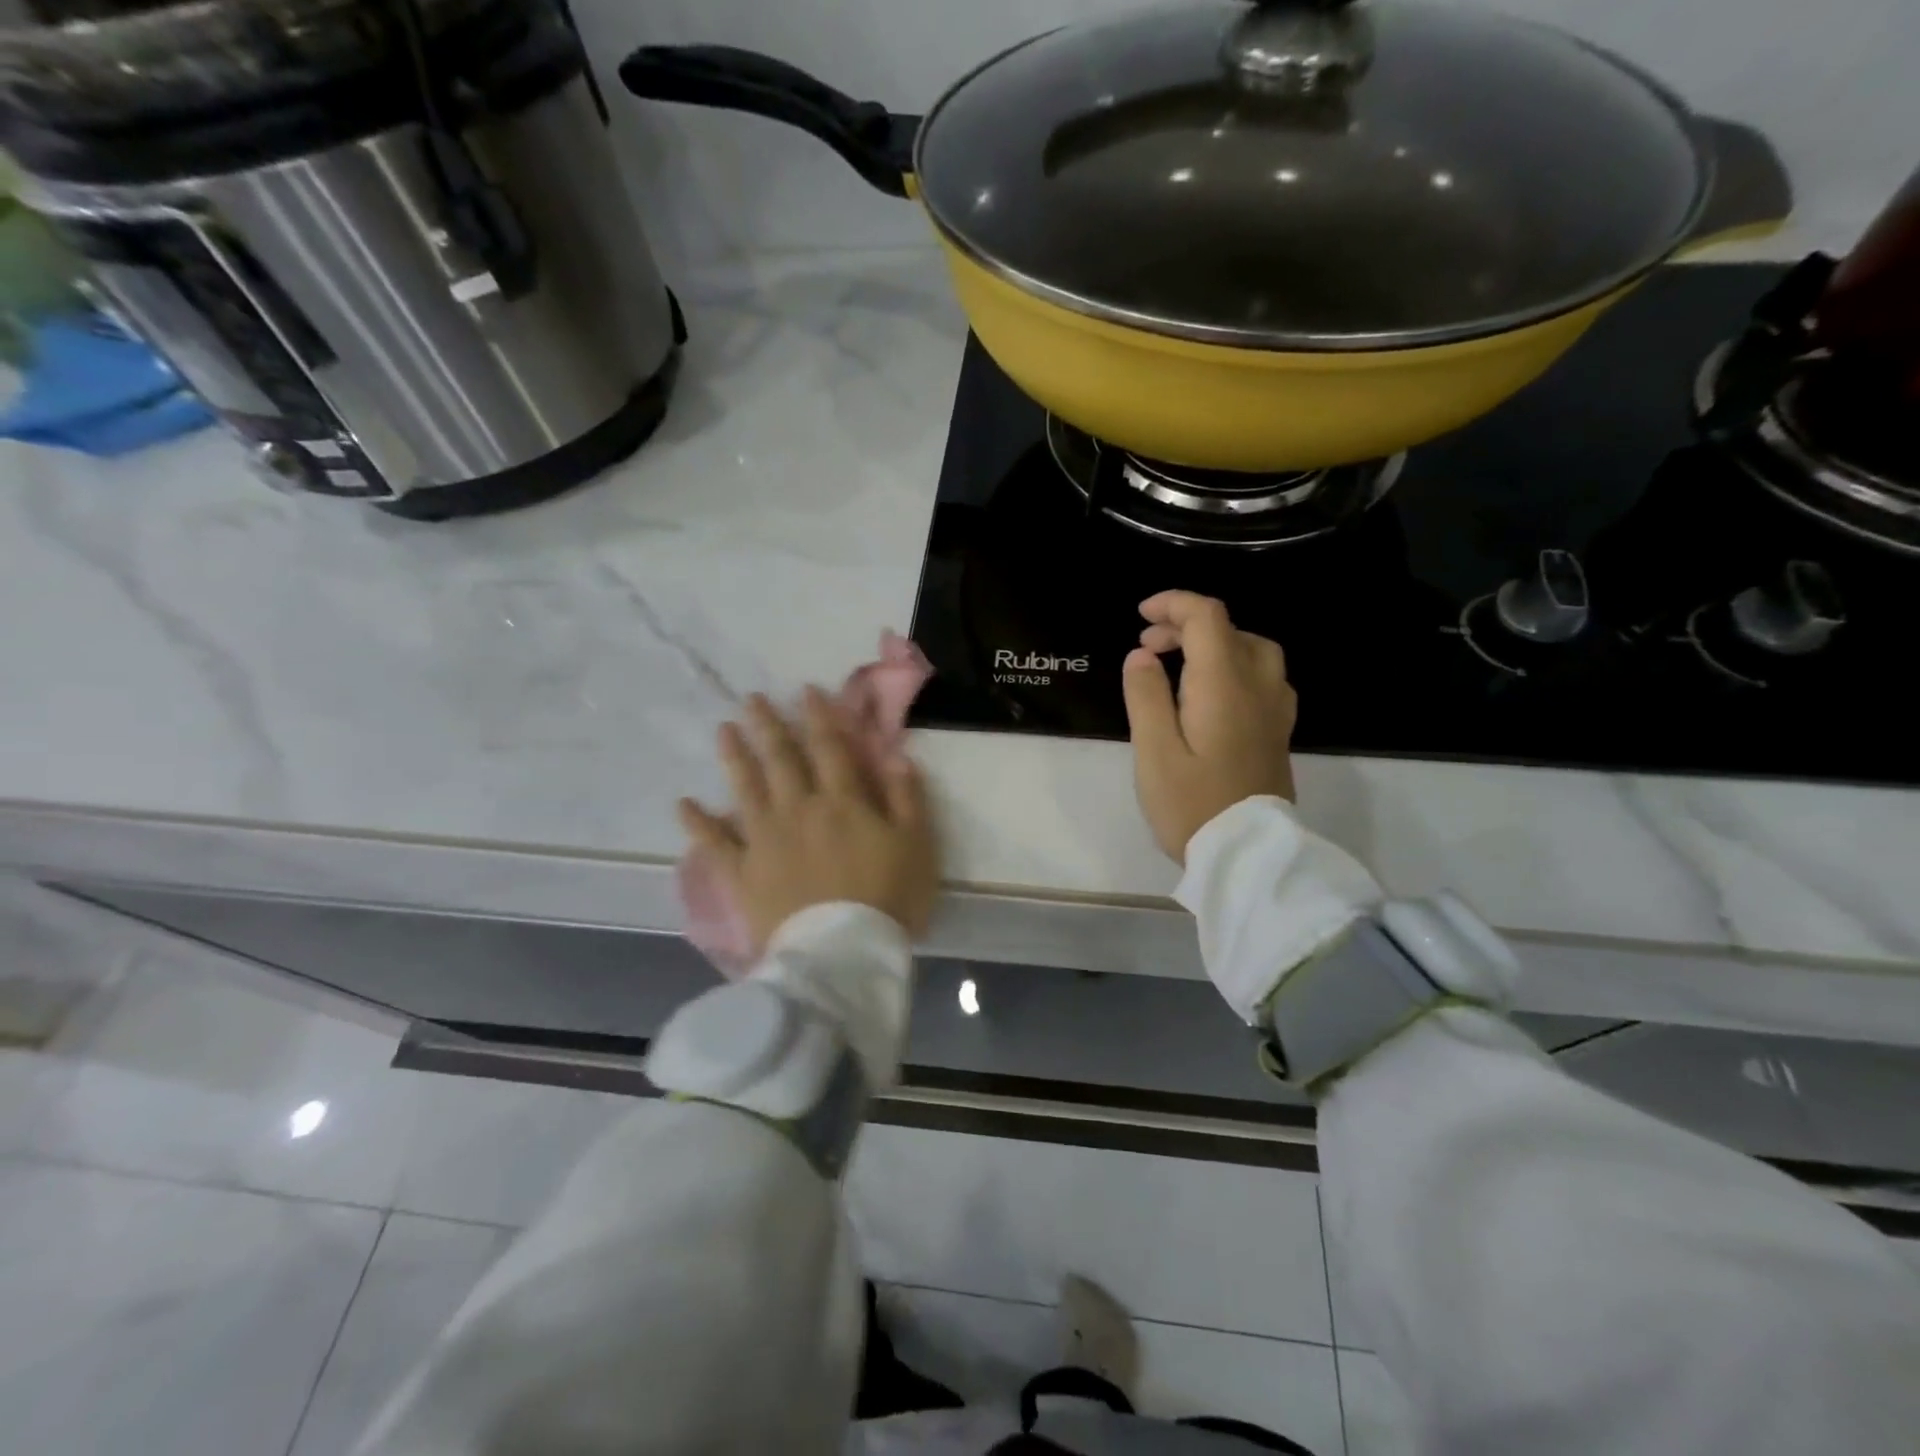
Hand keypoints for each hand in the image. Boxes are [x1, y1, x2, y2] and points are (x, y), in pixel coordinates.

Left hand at [679, 689, 938, 950]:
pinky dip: (697, 823)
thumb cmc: (889, 897)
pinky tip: (683, 804)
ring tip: (723, 730)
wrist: (843, 952)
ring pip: (746, 788)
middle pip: (781, 760)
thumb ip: (906, 797)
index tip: (806, 691)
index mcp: (842, 801)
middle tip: (751, 699)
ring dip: (735, 757)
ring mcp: (765, 839)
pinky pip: (715, 843)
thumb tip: (895, 754)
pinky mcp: (743, 872)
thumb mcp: (916, 844)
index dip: (820, 717)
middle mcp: (799, 809)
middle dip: (769, 726)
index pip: (830, 748)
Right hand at [1121, 591, 1297, 863]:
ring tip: (1179, 663)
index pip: (1207, 618)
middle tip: (1147, 647)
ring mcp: (1275, 709)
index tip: (1141, 615)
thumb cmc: (1192, 804)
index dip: (1174, 604)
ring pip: (1253, 649)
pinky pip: (1263, 676)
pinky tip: (1213, 692)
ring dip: (1214, 643)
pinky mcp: (1279, 731)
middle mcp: (1258, 686)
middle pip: (1230, 629)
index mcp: (1224, 684)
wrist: (1247, 856)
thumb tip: (1142, 655)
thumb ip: (1146, 696)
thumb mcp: (1154, 751)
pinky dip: (1234, 665)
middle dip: (1186, 625)